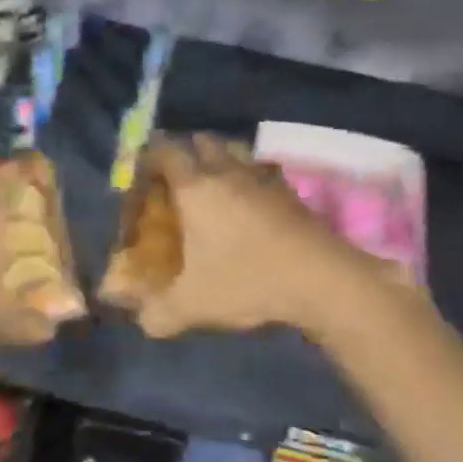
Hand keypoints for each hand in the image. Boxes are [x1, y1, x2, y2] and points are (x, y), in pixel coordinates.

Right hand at [106, 134, 386, 338]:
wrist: (321, 279)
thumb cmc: (247, 281)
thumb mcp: (193, 306)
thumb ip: (158, 312)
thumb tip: (141, 320)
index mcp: (195, 188)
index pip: (166, 151)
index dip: (150, 156)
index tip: (143, 174)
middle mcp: (227, 172)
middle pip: (203, 141)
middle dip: (187, 152)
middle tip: (177, 179)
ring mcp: (263, 178)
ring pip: (236, 151)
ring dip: (221, 159)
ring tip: (214, 186)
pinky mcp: (290, 192)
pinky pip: (262, 171)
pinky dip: (251, 178)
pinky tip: (251, 204)